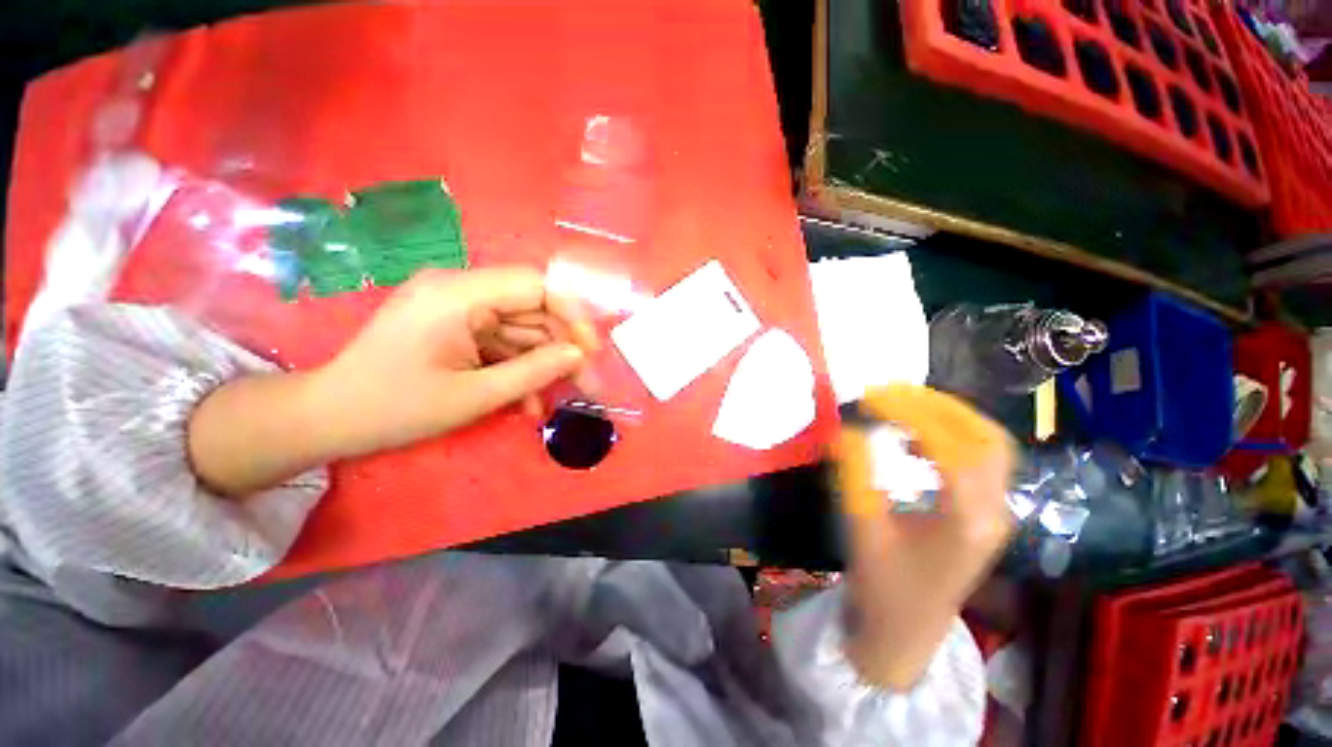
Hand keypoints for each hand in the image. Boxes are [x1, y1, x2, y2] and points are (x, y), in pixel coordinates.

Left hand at [309, 267, 599, 459]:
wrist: (329, 418)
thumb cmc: (395, 408)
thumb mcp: (474, 396)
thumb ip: (533, 371)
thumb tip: (578, 355)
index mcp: (458, 294)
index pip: (536, 285)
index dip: (573, 315)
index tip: (591, 351)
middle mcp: (460, 289)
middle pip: (534, 311)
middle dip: (563, 350)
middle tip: (589, 386)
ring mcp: (457, 307)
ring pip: (522, 330)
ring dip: (543, 366)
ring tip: (561, 402)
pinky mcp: (455, 324)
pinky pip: (501, 342)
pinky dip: (518, 369)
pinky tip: (527, 402)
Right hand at [833, 384, 1014, 689]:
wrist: (905, 633)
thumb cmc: (882, 585)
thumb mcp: (861, 526)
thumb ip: (855, 474)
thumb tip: (847, 429)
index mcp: (965, 520)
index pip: (949, 447)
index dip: (910, 413)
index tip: (872, 396)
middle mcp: (993, 512)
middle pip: (986, 438)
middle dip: (939, 405)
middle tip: (893, 392)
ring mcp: (996, 514)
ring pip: (989, 447)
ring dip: (948, 419)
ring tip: (901, 410)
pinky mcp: (985, 516)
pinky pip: (979, 463)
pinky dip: (949, 439)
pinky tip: (914, 444)